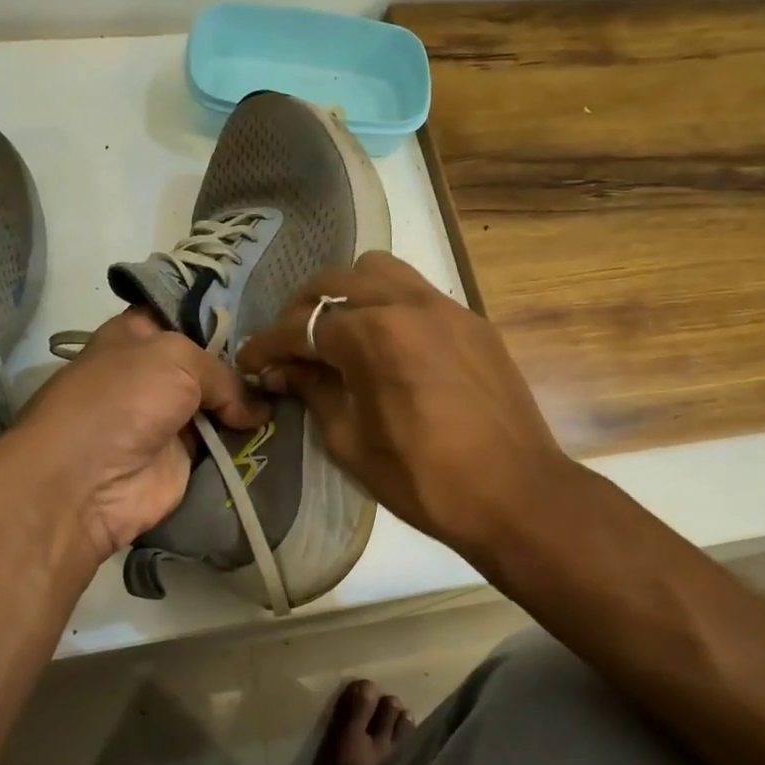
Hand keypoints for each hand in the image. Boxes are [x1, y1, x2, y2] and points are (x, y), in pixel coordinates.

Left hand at [0, 309, 268, 565]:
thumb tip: (258, 410)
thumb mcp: (176, 359)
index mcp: (139, 336)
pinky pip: (224, 448)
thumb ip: (224, 375)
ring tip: (299, 399)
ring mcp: (169, 420)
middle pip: (211, 366)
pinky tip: (286, 434)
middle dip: (247, 369)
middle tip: (290, 367)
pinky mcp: (183, 461)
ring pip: (222, 408)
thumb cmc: (123, 398)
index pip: (186, 318)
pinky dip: (249, 445)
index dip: (223, 322)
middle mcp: (154, 375)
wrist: (86, 481)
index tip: (265, 329)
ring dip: (253, 409)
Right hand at [235, 253, 569, 567]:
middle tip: (290, 346)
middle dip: (302, 310)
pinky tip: (385, 343)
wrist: (515, 493)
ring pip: (380, 271)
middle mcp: (407, 303)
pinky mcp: (472, 321)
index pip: (302, 326)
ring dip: (347, 292)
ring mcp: (445, 307)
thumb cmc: (424, 479)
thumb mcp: (350, 441)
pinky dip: (388, 304)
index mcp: (373, 334)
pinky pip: (417, 291)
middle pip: (336, 281)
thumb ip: (313, 391)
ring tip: (337, 331)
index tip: (249, 361)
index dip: (267, 344)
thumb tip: (284, 370)